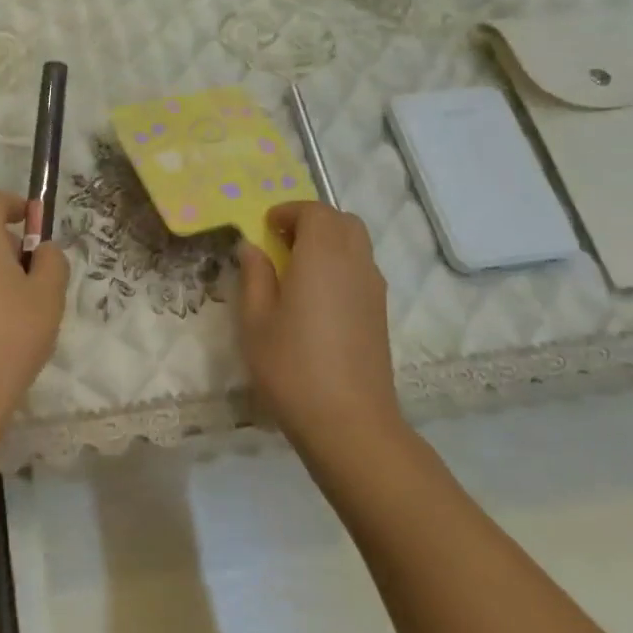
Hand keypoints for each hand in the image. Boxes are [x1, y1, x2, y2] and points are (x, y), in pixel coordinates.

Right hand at [237, 203, 403, 463]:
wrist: (348, 420)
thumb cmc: (291, 366)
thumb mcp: (256, 320)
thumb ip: (254, 276)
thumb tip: (252, 247)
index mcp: (322, 256)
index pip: (315, 212)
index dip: (289, 211)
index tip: (265, 226)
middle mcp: (355, 263)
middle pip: (342, 221)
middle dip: (312, 221)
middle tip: (281, 241)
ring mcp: (373, 288)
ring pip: (357, 244)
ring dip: (328, 242)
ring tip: (295, 269)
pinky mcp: (380, 312)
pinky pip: (362, 269)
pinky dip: (340, 265)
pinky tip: (316, 297)